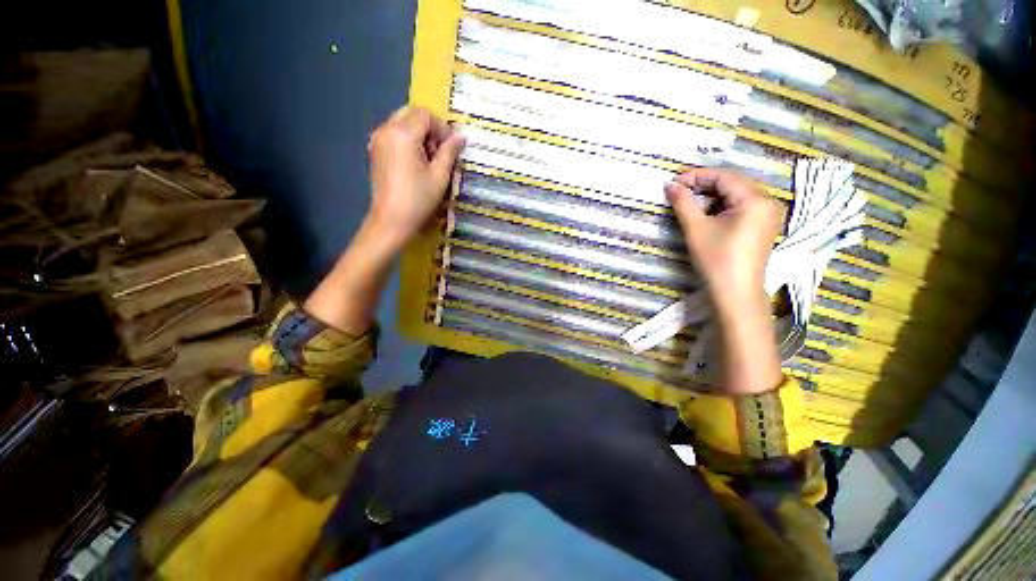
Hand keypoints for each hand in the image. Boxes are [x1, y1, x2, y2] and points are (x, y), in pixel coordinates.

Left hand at [366, 106, 465, 249]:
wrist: (391, 221)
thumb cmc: (418, 199)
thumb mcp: (439, 176)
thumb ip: (449, 152)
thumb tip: (460, 137)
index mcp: (402, 133)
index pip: (425, 115)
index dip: (442, 128)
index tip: (451, 149)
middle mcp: (386, 130)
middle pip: (411, 115)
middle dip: (430, 130)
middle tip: (440, 154)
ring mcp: (378, 140)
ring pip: (402, 124)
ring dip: (419, 136)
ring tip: (429, 162)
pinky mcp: (375, 151)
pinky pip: (394, 135)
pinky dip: (408, 142)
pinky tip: (416, 165)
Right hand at [666, 168, 783, 393]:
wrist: (735, 292)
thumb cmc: (716, 260)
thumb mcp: (696, 229)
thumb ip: (683, 203)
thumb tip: (670, 185)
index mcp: (755, 200)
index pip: (724, 177)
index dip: (696, 176)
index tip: (673, 182)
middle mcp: (768, 201)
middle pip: (732, 183)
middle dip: (704, 185)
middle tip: (679, 191)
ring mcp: (769, 214)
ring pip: (736, 194)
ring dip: (711, 196)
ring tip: (689, 203)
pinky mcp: (763, 225)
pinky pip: (741, 206)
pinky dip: (721, 206)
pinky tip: (706, 213)